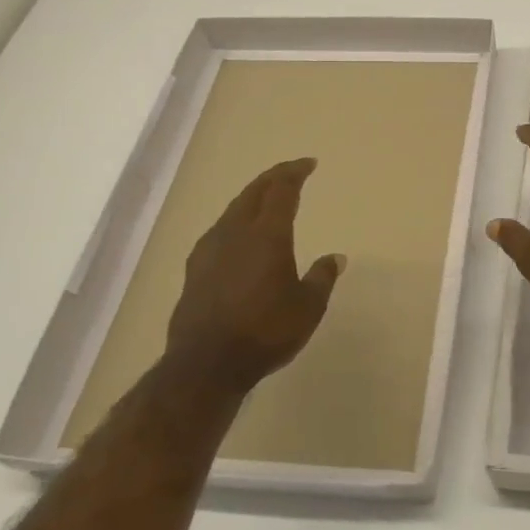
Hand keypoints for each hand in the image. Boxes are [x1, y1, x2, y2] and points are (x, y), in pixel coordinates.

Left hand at [165, 158, 344, 393]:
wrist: (205, 364)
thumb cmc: (265, 331)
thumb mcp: (308, 307)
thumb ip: (321, 277)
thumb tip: (335, 257)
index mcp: (268, 235)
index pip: (282, 190)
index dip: (295, 173)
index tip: (308, 164)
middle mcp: (236, 232)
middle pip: (254, 192)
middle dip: (273, 178)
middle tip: (289, 173)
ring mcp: (210, 249)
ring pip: (233, 210)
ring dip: (252, 198)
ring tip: (265, 199)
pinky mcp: (194, 269)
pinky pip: (219, 230)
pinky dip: (235, 221)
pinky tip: (237, 235)